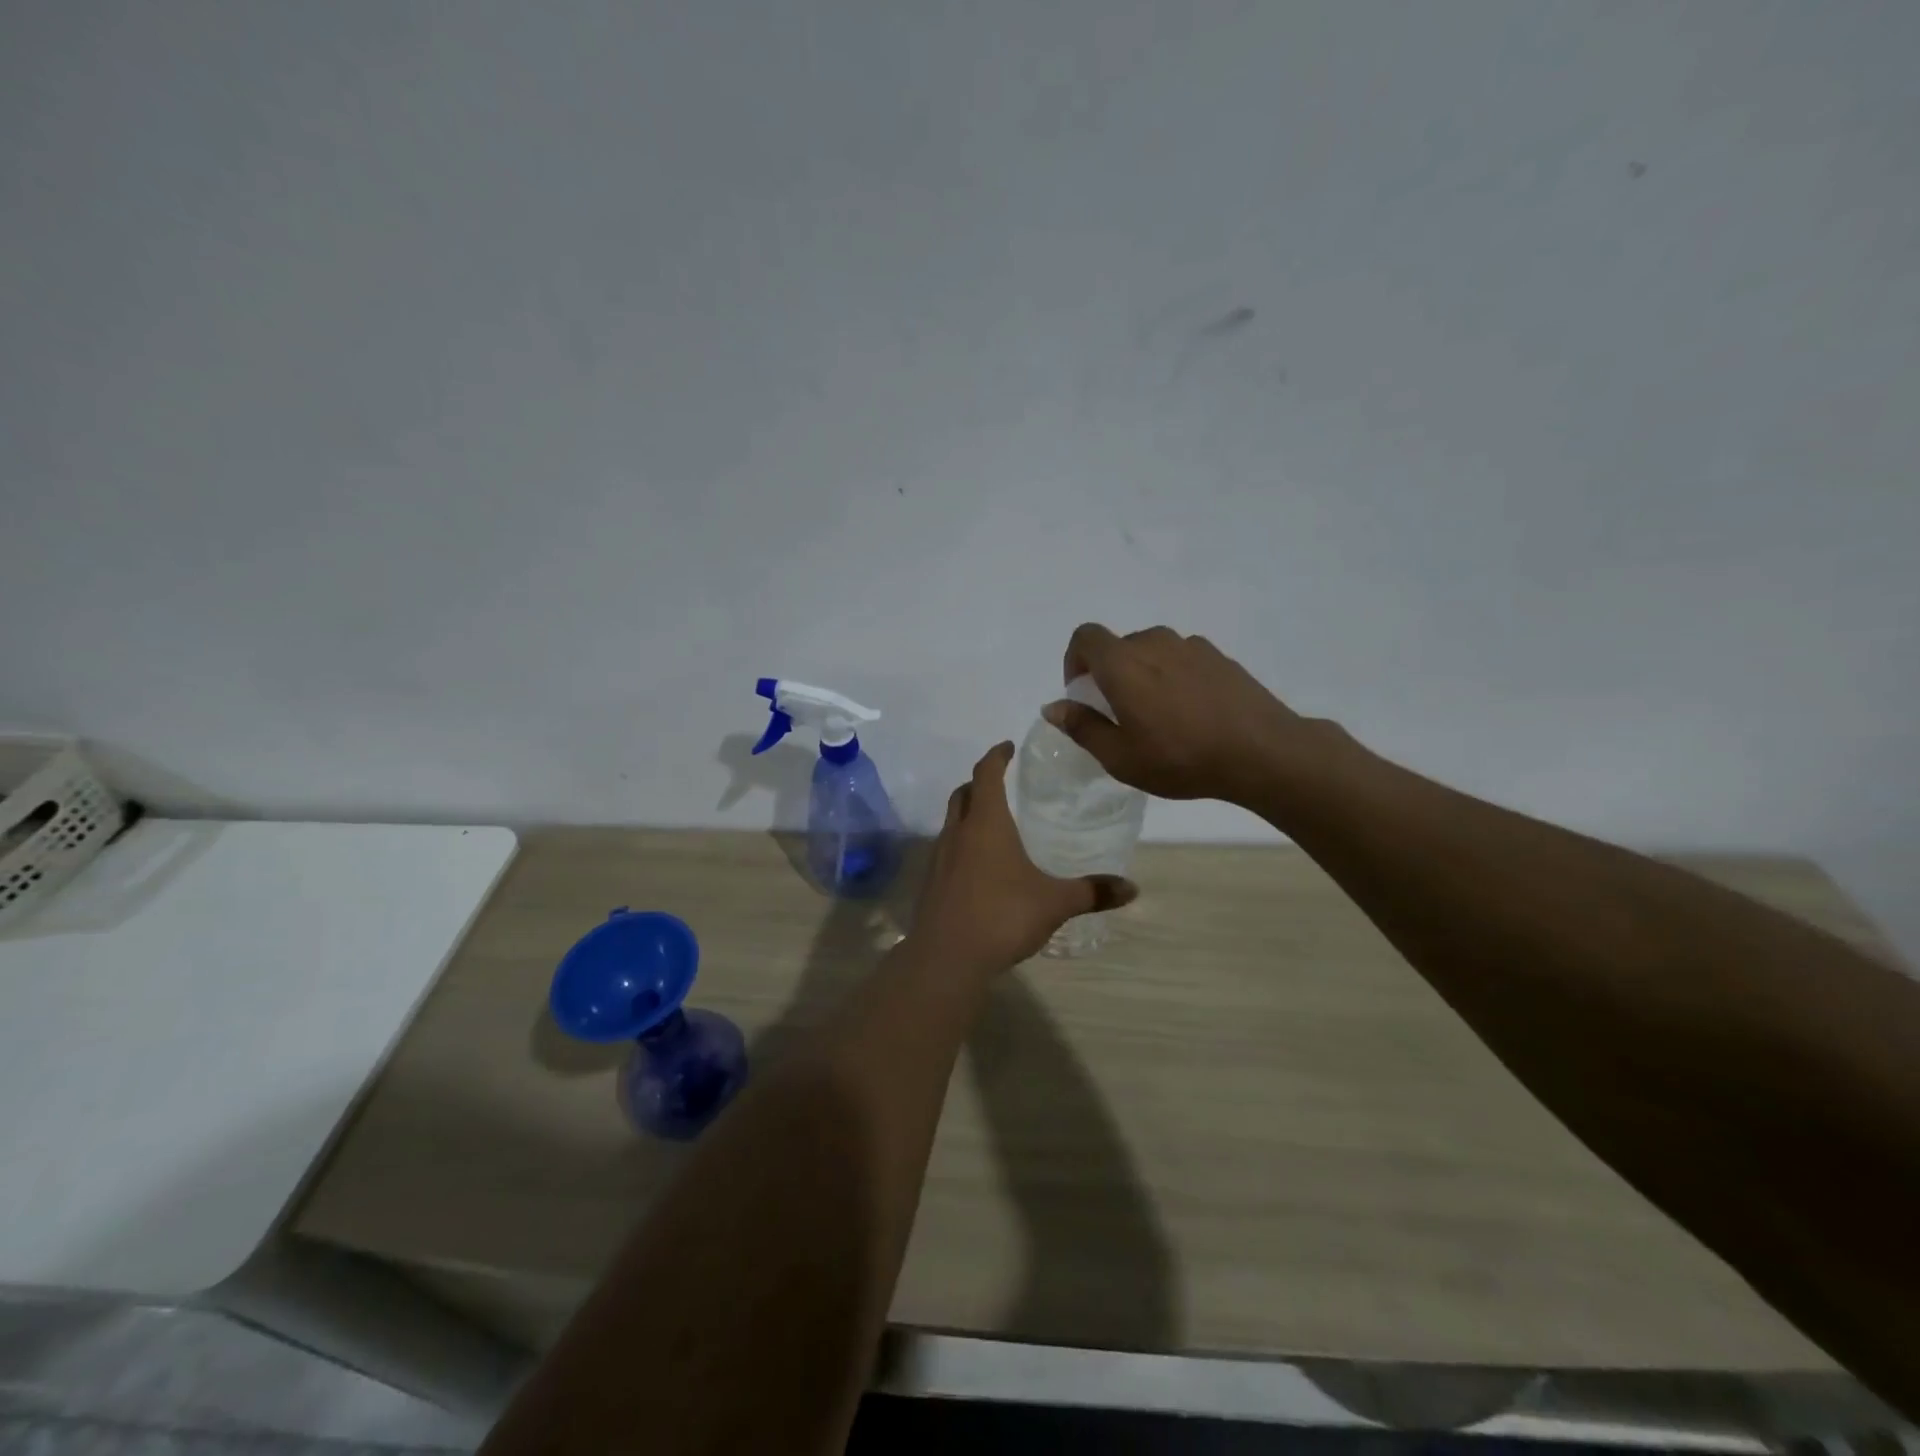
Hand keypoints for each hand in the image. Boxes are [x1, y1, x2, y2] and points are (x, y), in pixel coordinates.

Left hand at [910, 742, 1136, 969]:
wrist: (947, 958)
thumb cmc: (1002, 916)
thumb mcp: (1054, 903)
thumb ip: (1091, 892)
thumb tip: (1132, 888)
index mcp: (986, 824)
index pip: (986, 774)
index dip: (996, 756)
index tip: (1007, 746)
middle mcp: (958, 833)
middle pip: (962, 794)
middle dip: (979, 782)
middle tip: (999, 783)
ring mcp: (939, 858)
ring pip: (951, 822)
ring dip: (968, 815)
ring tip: (992, 825)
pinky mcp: (930, 884)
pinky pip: (946, 851)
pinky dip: (961, 845)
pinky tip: (979, 867)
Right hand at [1046, 624, 1324, 805]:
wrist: (1261, 752)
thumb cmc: (1180, 758)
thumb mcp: (1120, 757)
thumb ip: (1082, 727)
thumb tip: (1053, 707)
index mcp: (1123, 663)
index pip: (1085, 636)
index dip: (1074, 660)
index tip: (1082, 692)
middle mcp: (1154, 643)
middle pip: (1119, 646)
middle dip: (1109, 673)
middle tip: (1120, 715)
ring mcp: (1191, 646)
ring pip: (1152, 651)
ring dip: (1143, 674)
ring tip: (1159, 715)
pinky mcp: (1219, 657)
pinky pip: (1182, 658)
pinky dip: (1174, 676)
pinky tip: (1192, 713)